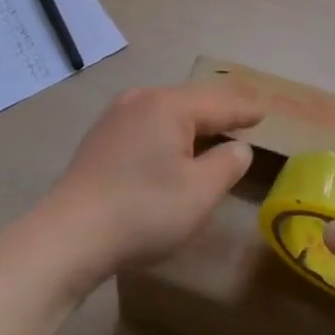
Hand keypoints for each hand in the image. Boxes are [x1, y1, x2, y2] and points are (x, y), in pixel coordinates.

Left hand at [40, 84, 262, 284]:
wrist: (69, 235)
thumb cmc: (143, 211)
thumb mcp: (200, 192)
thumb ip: (227, 164)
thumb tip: (238, 148)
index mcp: (168, 106)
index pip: (218, 103)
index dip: (244, 109)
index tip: (265, 110)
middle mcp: (140, 100)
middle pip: (190, 99)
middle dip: (219, 108)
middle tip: (245, 113)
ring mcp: (115, 117)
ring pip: (165, 111)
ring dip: (192, 120)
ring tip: (214, 127)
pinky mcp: (100, 139)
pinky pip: (146, 124)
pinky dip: (168, 131)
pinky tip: (173, 145)